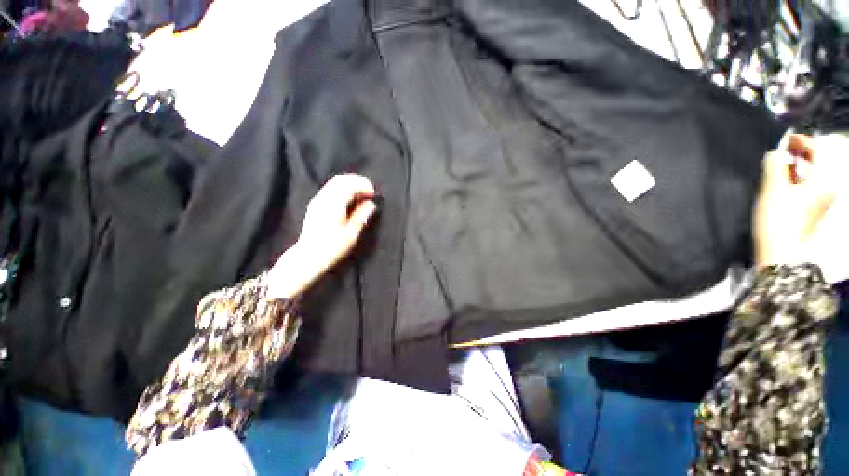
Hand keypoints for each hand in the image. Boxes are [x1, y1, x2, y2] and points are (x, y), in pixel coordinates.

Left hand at [267, 174, 377, 297]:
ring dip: (350, 183)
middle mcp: (324, 199)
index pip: (350, 185)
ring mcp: (318, 200)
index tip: (374, 194)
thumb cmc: (332, 248)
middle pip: (341, 179)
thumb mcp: (351, 234)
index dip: (364, 186)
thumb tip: (371, 203)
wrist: (308, 256)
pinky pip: (330, 188)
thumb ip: (361, 216)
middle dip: (358, 181)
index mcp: (334, 205)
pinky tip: (350, 197)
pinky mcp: (315, 204)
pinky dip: (343, 187)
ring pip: (335, 182)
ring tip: (362, 193)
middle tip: (370, 190)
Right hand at [754, 134, 839, 268]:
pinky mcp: (812, 207)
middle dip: (799, 153)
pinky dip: (796, 178)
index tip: (785, 139)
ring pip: (811, 173)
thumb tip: (775, 152)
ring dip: (796, 166)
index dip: (801, 140)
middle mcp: (827, 187)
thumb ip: (774, 165)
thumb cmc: (779, 220)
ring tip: (779, 165)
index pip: (819, 149)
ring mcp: (821, 199)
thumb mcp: (773, 189)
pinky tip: (784, 181)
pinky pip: (808, 184)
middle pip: (817, 161)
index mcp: (824, 180)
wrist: (780, 252)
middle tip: (781, 150)